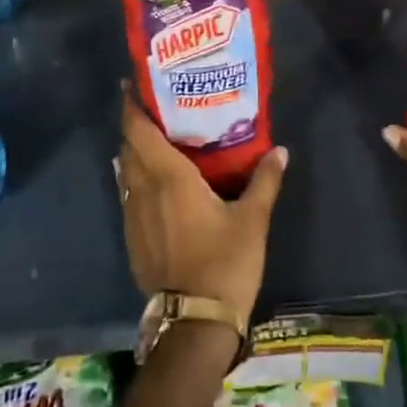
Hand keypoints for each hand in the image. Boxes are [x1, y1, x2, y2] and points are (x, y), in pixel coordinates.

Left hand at [115, 89, 287, 325]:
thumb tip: (280, 150)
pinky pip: (128, 194)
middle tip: (155, 106)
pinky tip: (155, 183)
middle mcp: (143, 190)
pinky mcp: (132, 238)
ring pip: (126, 171)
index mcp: (168, 178)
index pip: (139, 130)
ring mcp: (133, 216)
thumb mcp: (252, 220)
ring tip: (156, 138)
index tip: (133, 84)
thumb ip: (265, 181)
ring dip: (134, 151)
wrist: (195, 322)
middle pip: (128, 146)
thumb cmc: (225, 263)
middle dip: (135, 123)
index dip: (131, 105)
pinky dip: (136, 178)